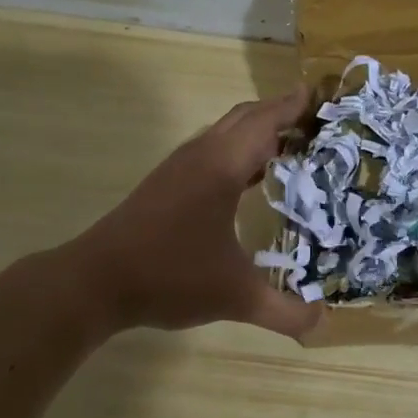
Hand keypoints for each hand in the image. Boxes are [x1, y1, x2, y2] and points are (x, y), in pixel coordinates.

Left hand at [71, 88, 318, 338]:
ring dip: (257, 132)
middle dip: (281, 114)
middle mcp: (201, 156)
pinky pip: (212, 151)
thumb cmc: (169, 276)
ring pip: (225, 133)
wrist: (95, 281)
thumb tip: (322, 323)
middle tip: (316, 123)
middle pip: (246, 118)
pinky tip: (251, 180)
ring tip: (292, 147)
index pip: (266, 122)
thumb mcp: (235, 297)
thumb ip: (284, 312)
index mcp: (221, 167)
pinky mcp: (166, 183)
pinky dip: (238, 152)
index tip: (322, 95)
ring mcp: (179, 167)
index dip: (294, 107)